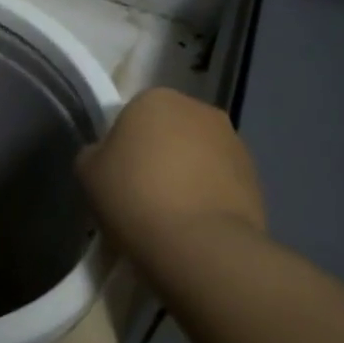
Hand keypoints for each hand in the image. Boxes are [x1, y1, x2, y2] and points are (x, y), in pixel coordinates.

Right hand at [77, 88, 265, 262]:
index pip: (131, 115)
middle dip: (158, 154)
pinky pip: (220, 181)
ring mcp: (233, 141)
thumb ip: (95, 153)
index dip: (121, 146)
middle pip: (168, 130)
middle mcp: (199, 109)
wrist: (198, 243)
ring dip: (186, 174)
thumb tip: (107, 154)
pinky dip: (208, 195)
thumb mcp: (87, 172)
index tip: (116, 176)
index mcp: (155, 99)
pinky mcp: (256, 176)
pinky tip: (193, 224)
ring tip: (170, 214)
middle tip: (141, 193)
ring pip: (197, 154)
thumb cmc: (133, 196)